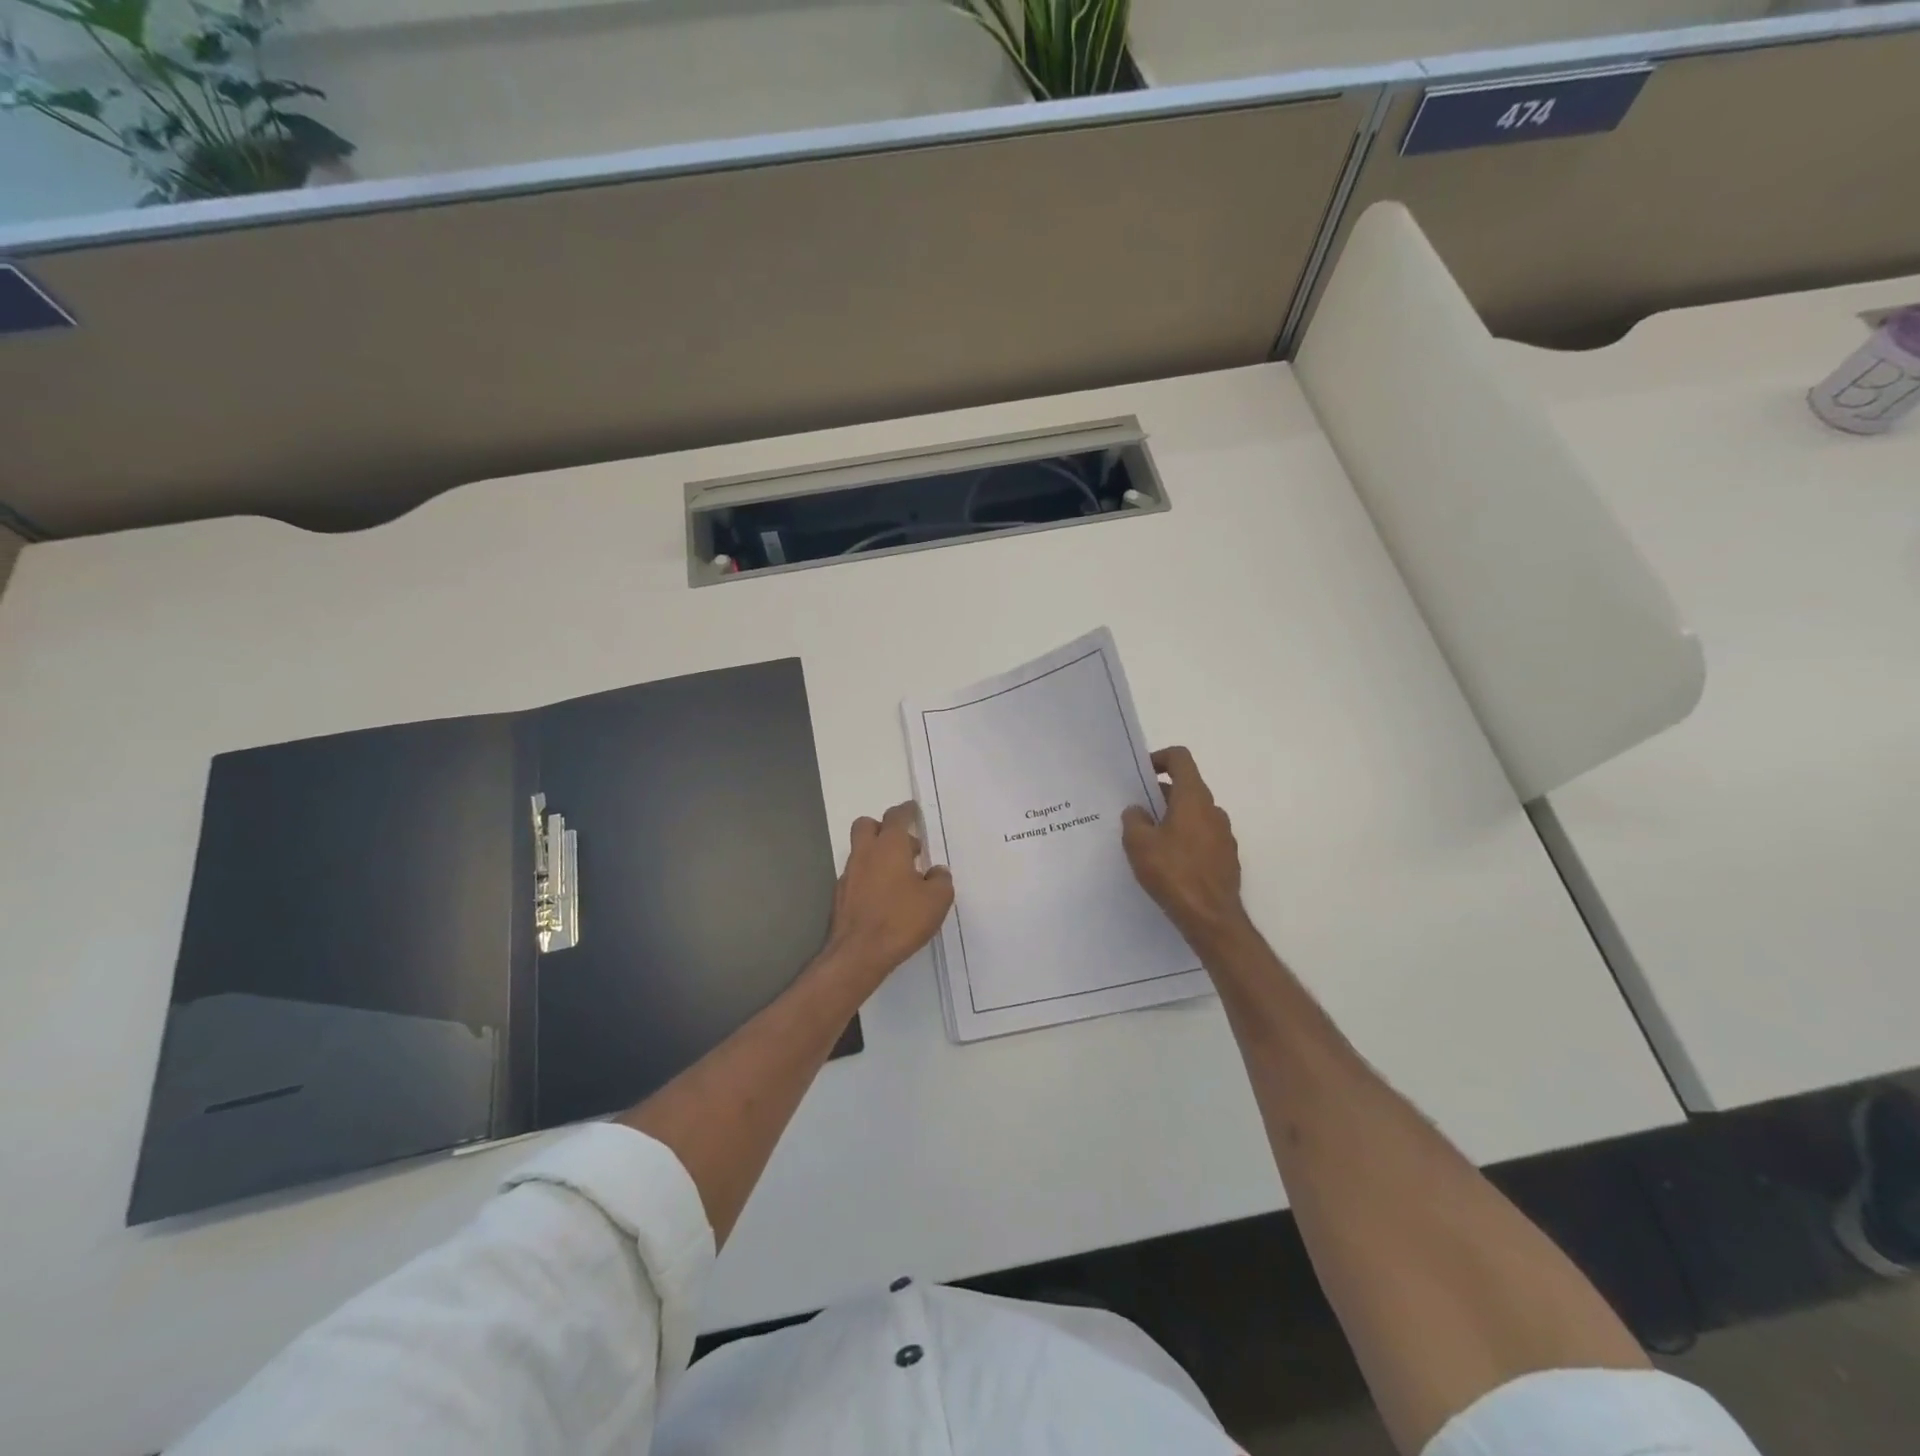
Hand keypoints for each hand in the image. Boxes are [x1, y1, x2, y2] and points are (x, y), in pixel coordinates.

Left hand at [822, 801, 953, 984]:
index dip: (906, 811)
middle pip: (867, 825)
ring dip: (877, 855)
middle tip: (904, 845)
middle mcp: (865, 854)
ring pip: (861, 851)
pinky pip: (856, 875)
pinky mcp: (841, 896)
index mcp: (889, 846)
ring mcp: (849, 875)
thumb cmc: (901, 919)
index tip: (912, 810)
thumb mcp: (937, 900)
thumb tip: (937, 871)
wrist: (859, 953)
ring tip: (900, 876)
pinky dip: (869, 877)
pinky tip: (884, 897)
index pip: (896, 817)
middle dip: (883, 828)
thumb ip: (941, 880)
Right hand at [1122, 747, 1250, 952]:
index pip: (1180, 759)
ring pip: (1193, 815)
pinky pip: (1201, 837)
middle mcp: (1213, 810)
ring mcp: (1224, 835)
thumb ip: (1133, 819)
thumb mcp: (1139, 843)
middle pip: (1185, 788)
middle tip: (1135, 813)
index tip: (1141, 775)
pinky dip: (1184, 840)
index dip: (1159, 759)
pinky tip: (1167, 863)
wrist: (1211, 918)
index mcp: (1193, 798)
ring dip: (1171, 819)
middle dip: (1159, 796)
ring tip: (1148, 841)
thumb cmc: (1173, 873)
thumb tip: (1138, 811)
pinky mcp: (1226, 858)